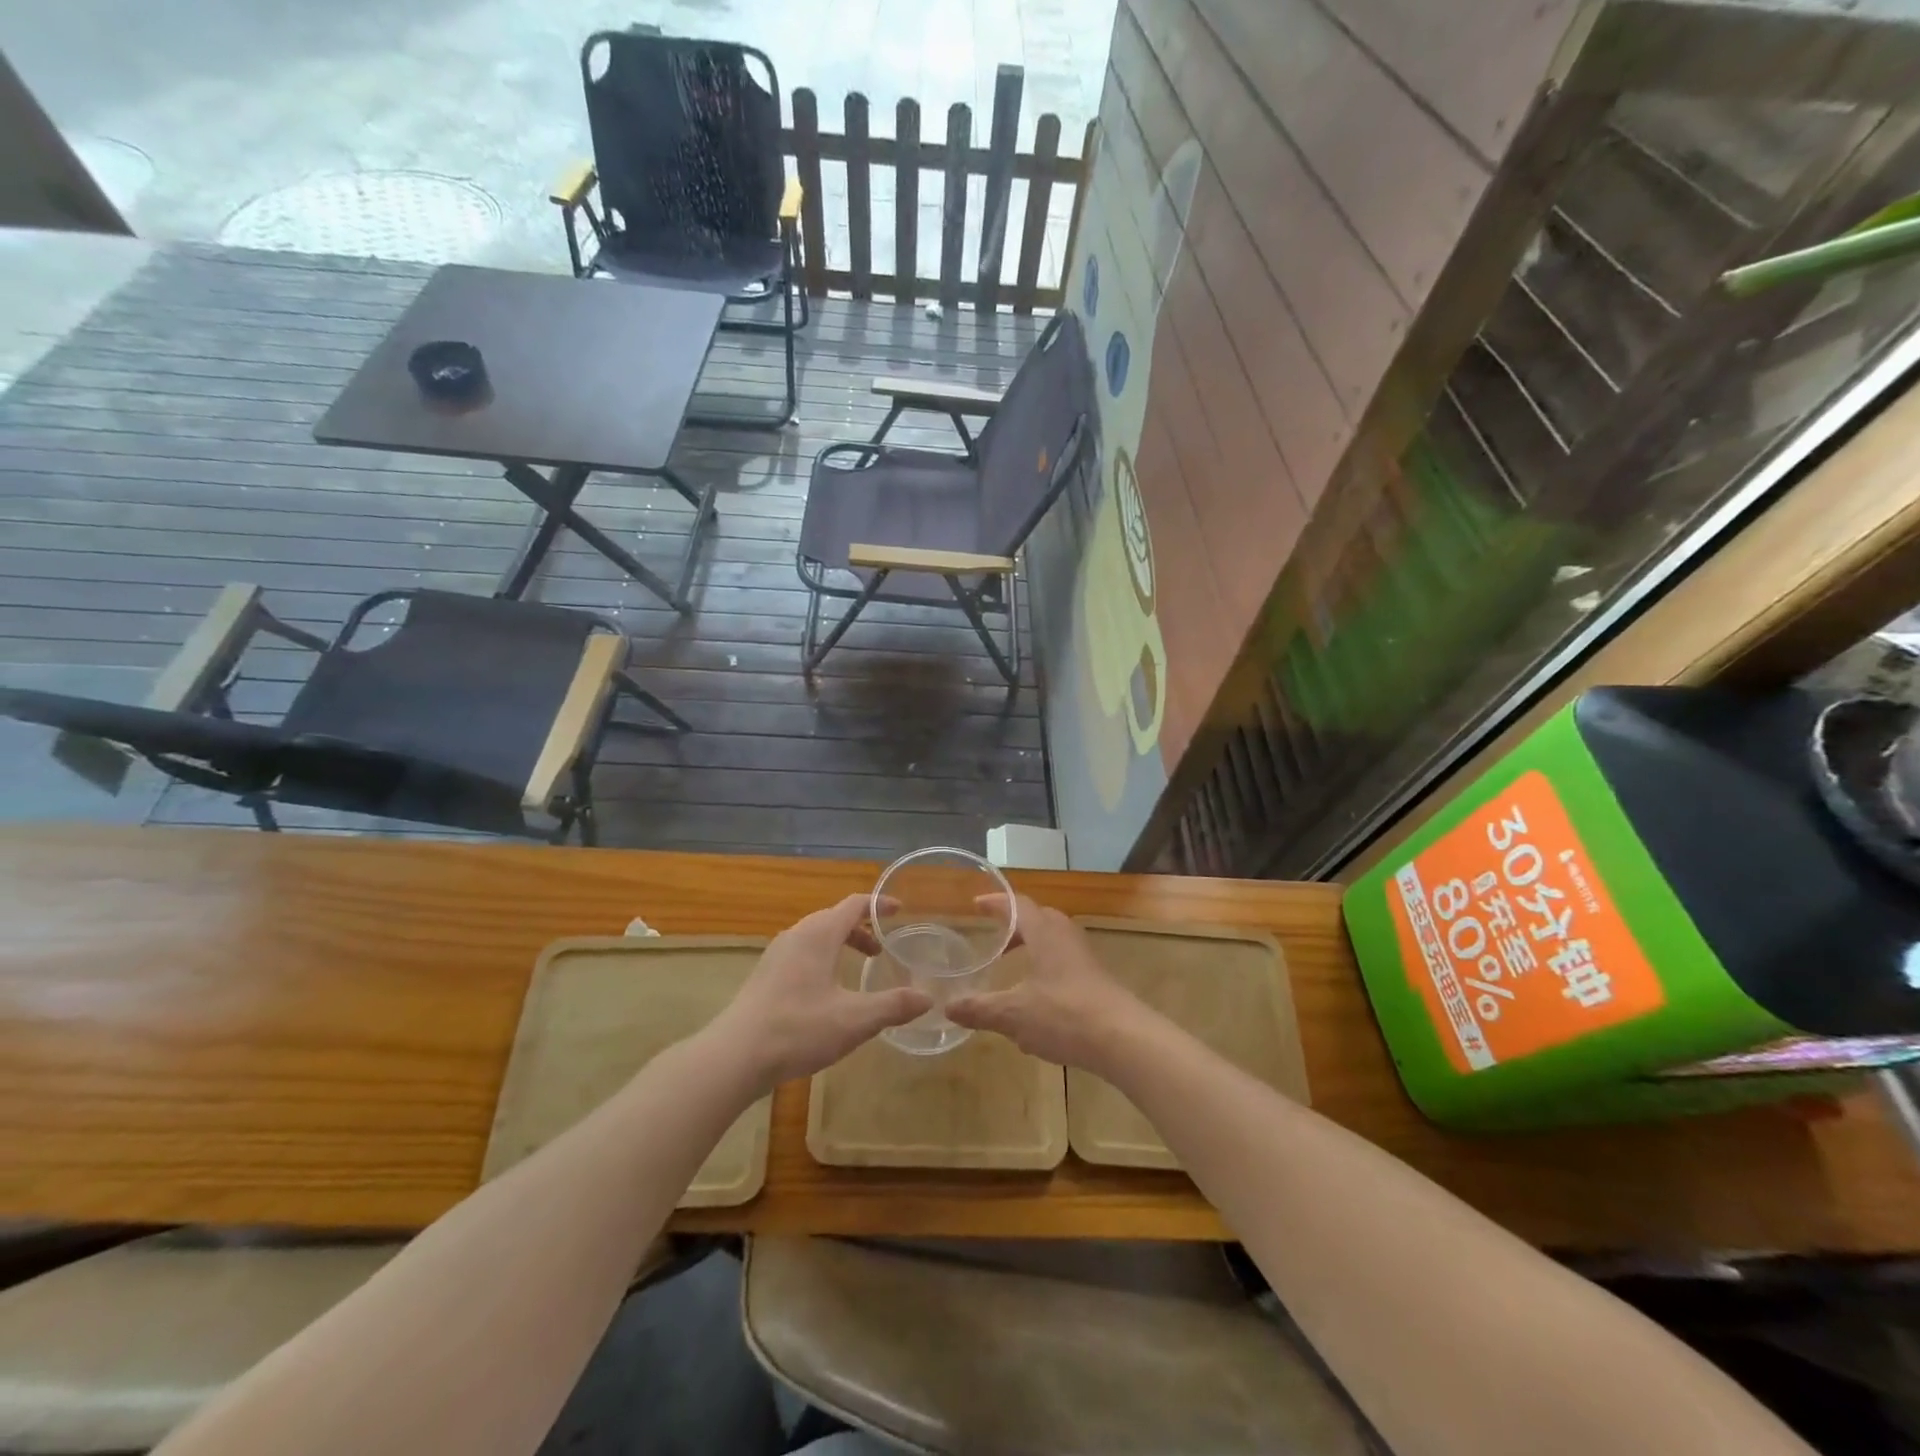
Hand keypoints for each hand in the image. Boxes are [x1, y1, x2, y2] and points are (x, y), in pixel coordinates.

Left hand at [716, 894, 931, 1088]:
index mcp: (819, 934)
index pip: (854, 904)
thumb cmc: (799, 1028)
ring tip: (858, 970)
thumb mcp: (855, 1020)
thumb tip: (928, 998)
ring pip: (815, 937)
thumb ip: (893, 1006)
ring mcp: (776, 955)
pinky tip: (827, 993)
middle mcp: (796, 935)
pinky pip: (801, 954)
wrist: (735, 1056)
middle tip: (882, 949)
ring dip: (840, 945)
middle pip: (834, 919)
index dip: (879, 905)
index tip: (900, 910)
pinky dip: (822, 959)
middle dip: (861, 929)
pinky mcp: (765, 976)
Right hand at [946, 896, 1150, 1073]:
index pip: (1018, 904)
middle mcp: (1066, 936)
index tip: (976, 904)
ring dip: (1032, 948)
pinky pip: (1065, 962)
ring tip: (1012, 969)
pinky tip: (1036, 1001)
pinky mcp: (1096, 979)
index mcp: (1044, 933)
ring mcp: (1085, 957)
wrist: (1124, 1039)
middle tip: (994, 938)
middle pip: (1038, 918)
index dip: (996, 902)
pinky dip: (1045, 969)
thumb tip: (947, 1007)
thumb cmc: (1064, 1015)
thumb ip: (980, 1009)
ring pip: (1053, 941)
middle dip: (1014, 926)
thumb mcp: (1014, 1014)